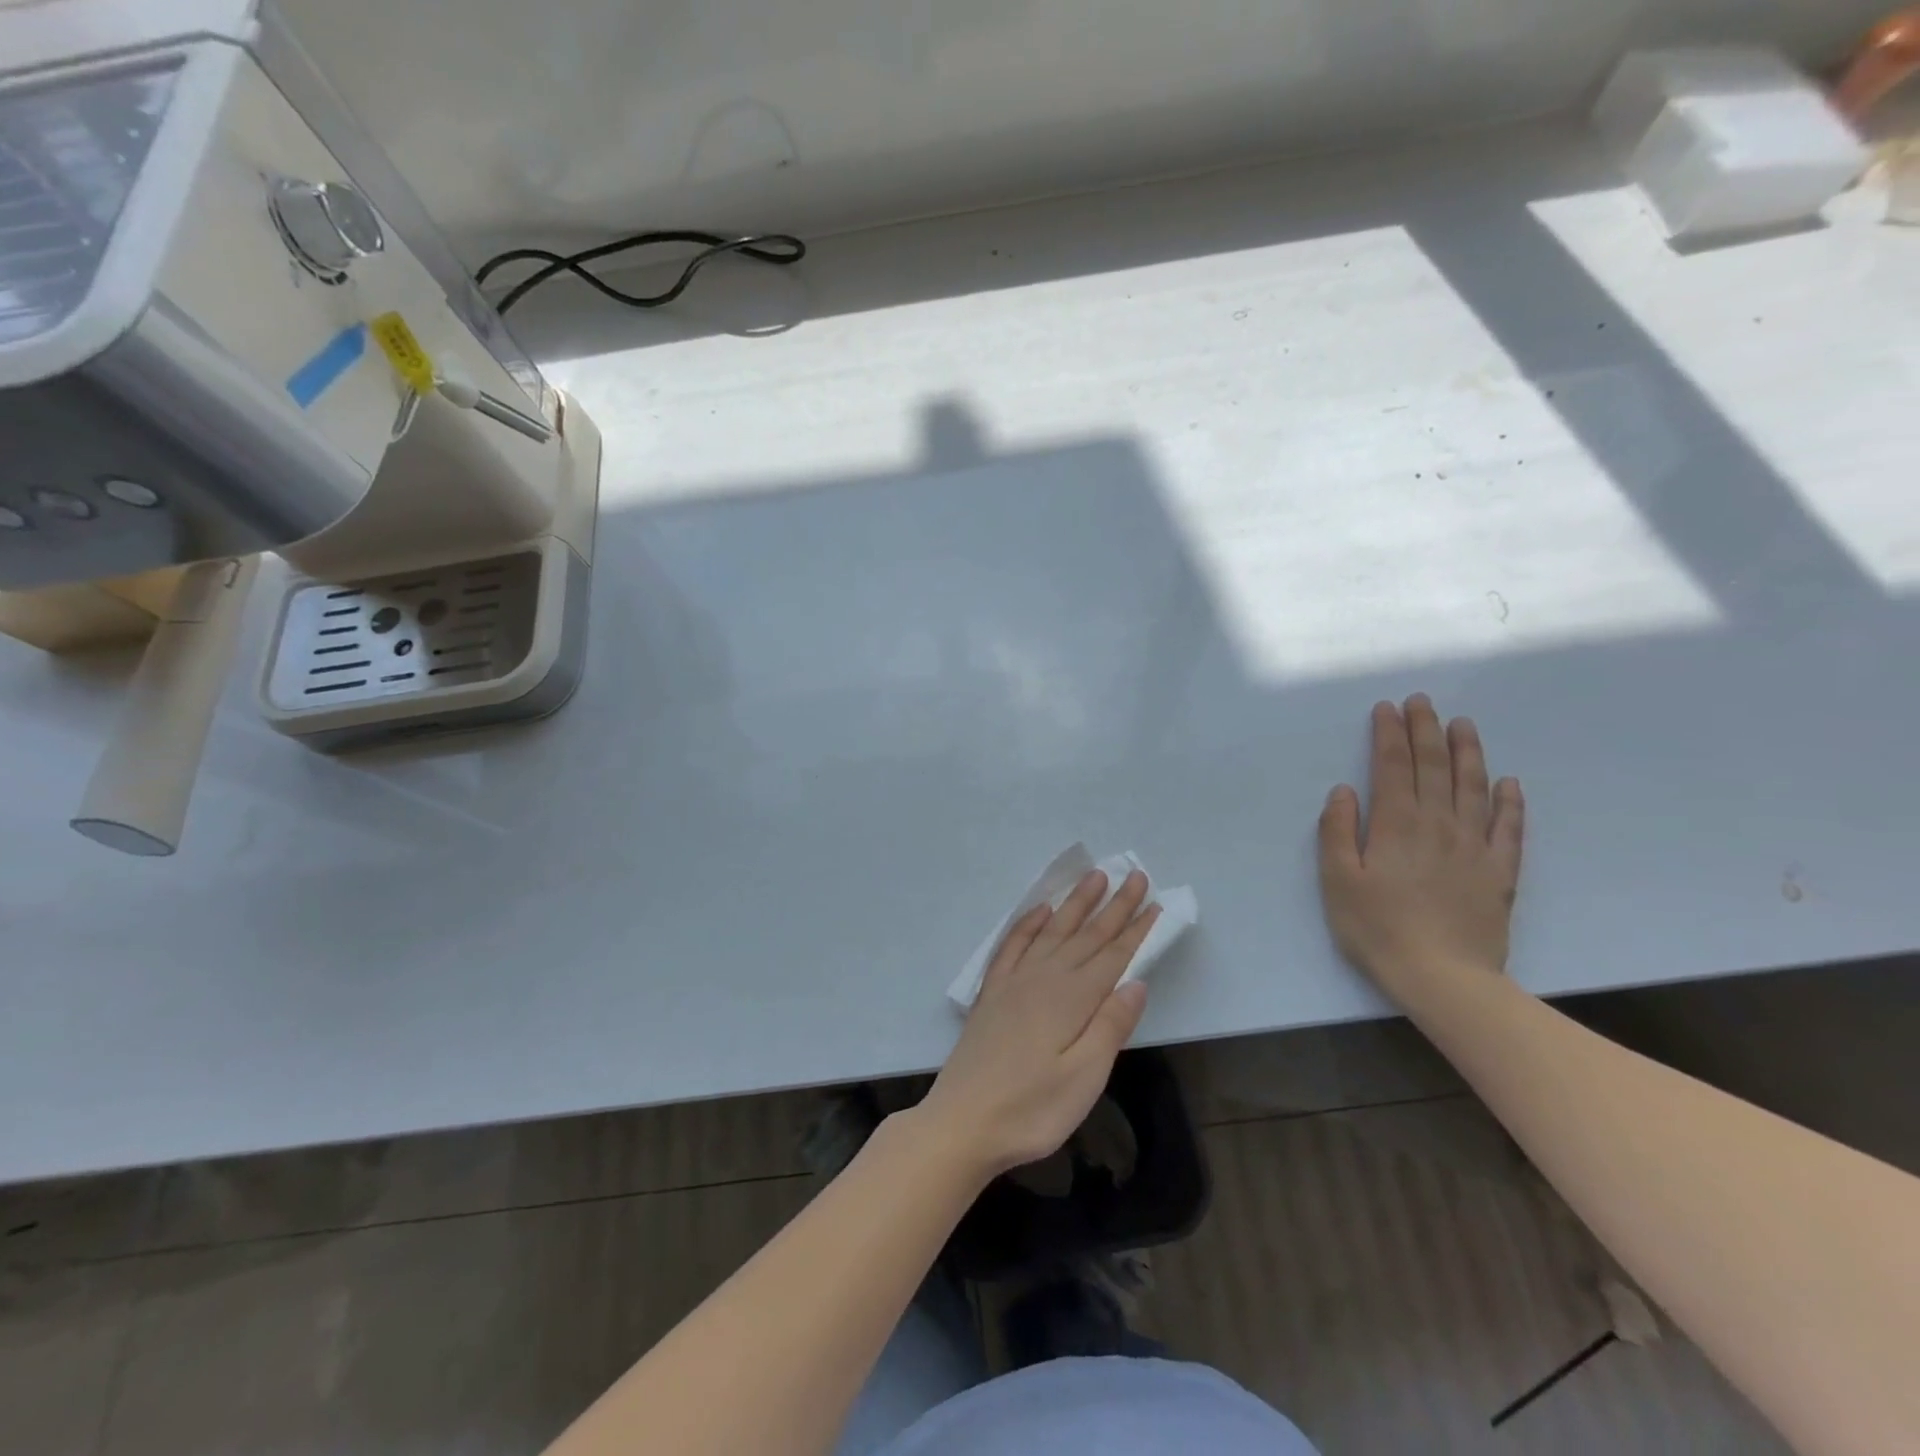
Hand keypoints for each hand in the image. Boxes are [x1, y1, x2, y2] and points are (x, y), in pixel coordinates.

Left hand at [917, 870, 1160, 1180]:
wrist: (962, 1122)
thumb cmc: (1031, 1110)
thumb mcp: (1084, 1078)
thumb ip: (1111, 1026)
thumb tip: (1136, 980)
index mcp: (1072, 1000)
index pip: (1113, 955)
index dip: (1136, 929)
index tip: (1154, 901)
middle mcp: (1044, 979)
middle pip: (1086, 936)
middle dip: (1113, 906)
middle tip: (1134, 875)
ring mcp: (1014, 982)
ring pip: (1052, 931)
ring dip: (1075, 904)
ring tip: (1093, 877)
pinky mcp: (993, 993)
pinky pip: (1013, 945)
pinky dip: (1028, 924)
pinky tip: (1040, 911)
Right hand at [1318, 695, 1524, 1000]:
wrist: (1443, 977)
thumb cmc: (1377, 928)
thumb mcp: (1337, 881)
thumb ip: (1337, 831)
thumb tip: (1343, 791)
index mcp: (1395, 825)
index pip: (1391, 767)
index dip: (1388, 735)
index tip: (1387, 708)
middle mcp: (1438, 825)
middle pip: (1433, 767)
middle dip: (1425, 731)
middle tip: (1422, 701)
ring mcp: (1474, 846)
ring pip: (1473, 787)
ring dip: (1467, 752)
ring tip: (1462, 724)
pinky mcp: (1500, 871)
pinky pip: (1508, 827)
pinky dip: (1509, 801)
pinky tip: (1508, 782)